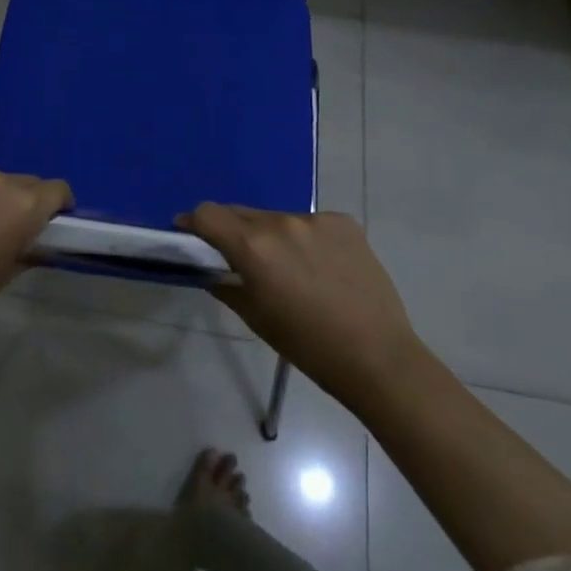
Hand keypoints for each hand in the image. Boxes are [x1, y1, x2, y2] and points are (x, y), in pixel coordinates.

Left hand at [0, 165, 72, 339]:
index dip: (58, 205)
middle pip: (25, 183)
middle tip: (6, 226)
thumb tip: (34, 239)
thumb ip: (28, 248)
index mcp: (24, 206)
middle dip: (23, 201)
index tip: (49, 220)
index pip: (57, 190)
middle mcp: (0, 180)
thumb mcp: (6, 273)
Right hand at [179, 205, 418, 399]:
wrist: (378, 357)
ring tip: (289, 269)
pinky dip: (305, 239)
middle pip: (241, 213)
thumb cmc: (307, 346)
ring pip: (277, 218)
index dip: (194, 223)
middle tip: (240, 259)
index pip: (208, 214)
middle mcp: (281, 222)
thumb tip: (209, 269)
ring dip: (271, 235)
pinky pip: (311, 224)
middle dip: (232, 231)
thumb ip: (225, 285)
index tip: (191, 235)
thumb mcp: (256, 318)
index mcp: (253, 247)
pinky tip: (321, 268)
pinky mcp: (345, 223)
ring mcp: (316, 220)